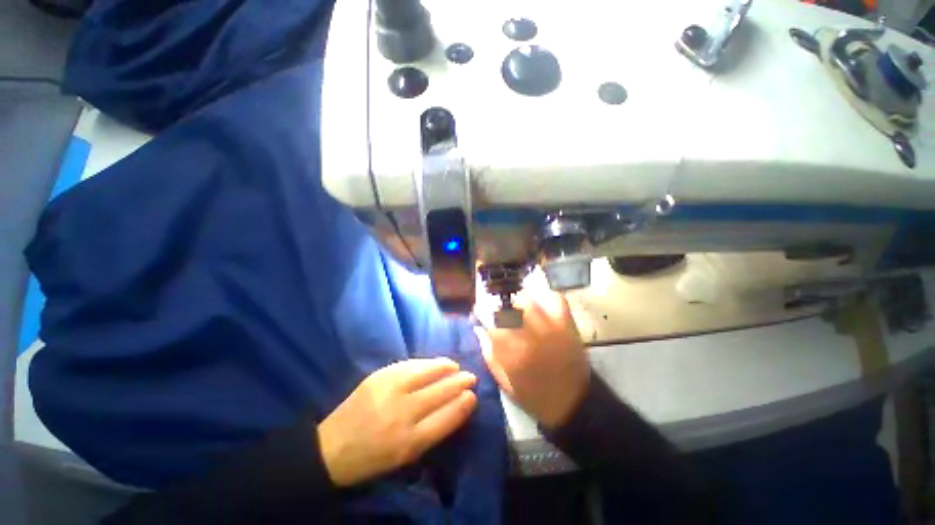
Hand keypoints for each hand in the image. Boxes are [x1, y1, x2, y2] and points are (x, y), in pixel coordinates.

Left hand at [317, 358, 476, 486]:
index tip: (473, 396)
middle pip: (440, 392)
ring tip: (456, 367)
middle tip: (471, 377)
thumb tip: (457, 407)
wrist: (332, 447)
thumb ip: (433, 431)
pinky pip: (412, 365)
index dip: (463, 405)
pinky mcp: (380, 375)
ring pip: (427, 373)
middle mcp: (402, 413)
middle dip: (459, 383)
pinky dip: (428, 363)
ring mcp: (390, 390)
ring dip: (446, 368)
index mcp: (409, 442)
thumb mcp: (406, 456)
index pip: (446, 417)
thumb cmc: (374, 457)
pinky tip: (437, 363)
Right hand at [476, 290, 589, 428]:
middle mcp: (530, 334)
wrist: (572, 403)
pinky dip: (545, 297)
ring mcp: (551, 326)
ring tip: (520, 309)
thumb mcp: (502, 380)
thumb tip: (479, 327)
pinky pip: (555, 298)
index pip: (490, 319)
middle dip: (501, 306)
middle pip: (509, 304)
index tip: (481, 314)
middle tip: (501, 312)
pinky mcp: (567, 324)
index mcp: (512, 351)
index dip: (482, 312)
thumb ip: (488, 352)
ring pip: (530, 298)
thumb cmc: (532, 395)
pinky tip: (540, 306)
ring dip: (519, 300)